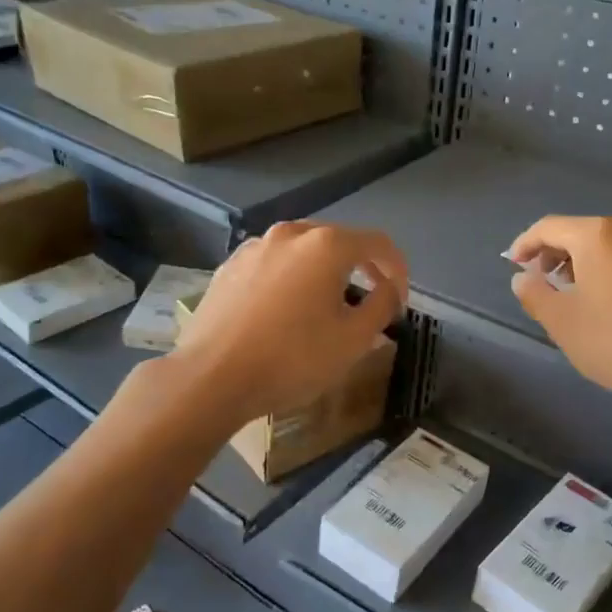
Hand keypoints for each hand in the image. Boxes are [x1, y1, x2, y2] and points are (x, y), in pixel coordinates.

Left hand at [172, 221, 406, 425]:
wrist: (211, 378)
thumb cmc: (292, 359)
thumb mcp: (353, 340)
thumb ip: (381, 306)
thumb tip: (389, 289)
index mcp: (326, 245)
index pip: (378, 244)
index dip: (398, 269)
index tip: (400, 300)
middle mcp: (291, 234)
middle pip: (339, 242)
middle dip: (361, 268)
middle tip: (369, 301)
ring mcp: (255, 247)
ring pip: (303, 252)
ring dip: (324, 273)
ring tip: (326, 307)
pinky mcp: (229, 267)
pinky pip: (274, 265)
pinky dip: (291, 280)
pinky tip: (286, 311)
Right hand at [507, 215, 611, 411]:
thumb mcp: (562, 321)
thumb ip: (535, 293)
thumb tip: (522, 278)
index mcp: (598, 235)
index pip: (549, 227)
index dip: (525, 244)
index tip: (513, 264)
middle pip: (581, 232)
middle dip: (555, 253)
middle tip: (539, 280)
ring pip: (609, 246)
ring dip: (583, 263)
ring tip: (571, 293)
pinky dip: (610, 271)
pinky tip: (607, 302)